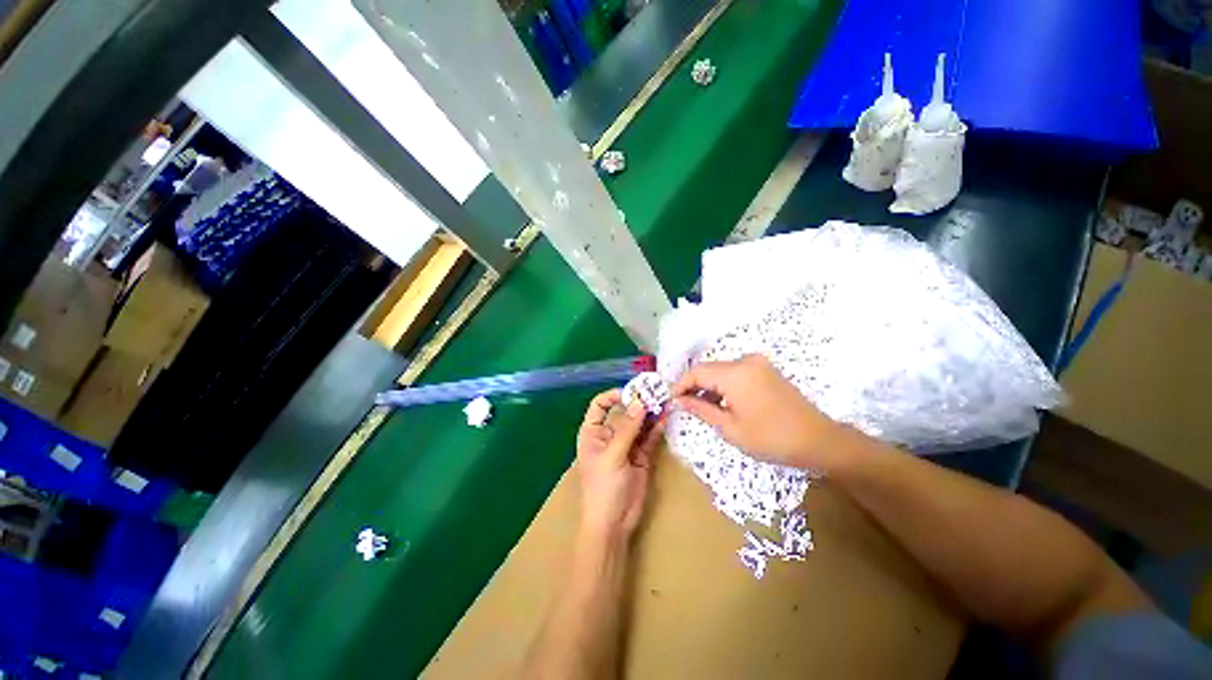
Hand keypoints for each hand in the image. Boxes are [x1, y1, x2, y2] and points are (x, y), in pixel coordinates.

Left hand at [575, 389, 665, 543]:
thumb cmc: (603, 487)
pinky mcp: (641, 455)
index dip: (613, 396)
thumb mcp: (613, 455)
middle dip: (638, 403)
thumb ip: (627, 429)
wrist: (614, 523)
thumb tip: (640, 403)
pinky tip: (666, 419)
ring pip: (639, 423)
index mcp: (593, 433)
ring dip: (650, 414)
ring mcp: (626, 445)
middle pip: (623, 412)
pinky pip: (649, 437)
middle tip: (656, 394)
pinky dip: (657, 428)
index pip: (600, 405)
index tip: (631, 394)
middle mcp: (609, 435)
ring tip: (665, 403)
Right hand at [670, 354, 841, 468]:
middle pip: (708, 368)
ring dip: (708, 385)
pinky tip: (721, 402)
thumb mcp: (730, 428)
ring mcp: (758, 363)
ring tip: (701, 407)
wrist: (819, 440)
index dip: (680, 385)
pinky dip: (724, 385)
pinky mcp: (766, 369)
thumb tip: (678, 400)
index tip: (671, 400)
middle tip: (683, 405)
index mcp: (735, 373)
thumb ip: (700, 409)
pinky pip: (735, 372)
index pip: (696, 372)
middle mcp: (745, 361)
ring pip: (721, 370)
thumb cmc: (771, 438)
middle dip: (693, 385)